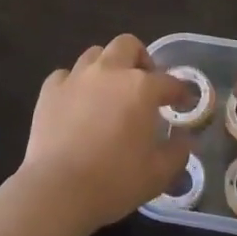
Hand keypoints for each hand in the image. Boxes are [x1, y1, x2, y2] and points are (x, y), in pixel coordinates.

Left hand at [21, 34, 192, 233]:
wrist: (58, 190)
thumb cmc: (115, 181)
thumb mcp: (159, 173)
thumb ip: (178, 151)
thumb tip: (186, 139)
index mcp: (141, 88)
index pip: (169, 82)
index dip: (180, 92)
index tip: (184, 103)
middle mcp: (109, 72)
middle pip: (128, 45)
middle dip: (140, 59)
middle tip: (144, 84)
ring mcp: (76, 78)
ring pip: (95, 54)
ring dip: (107, 67)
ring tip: (109, 91)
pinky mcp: (50, 90)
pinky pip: (65, 75)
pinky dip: (74, 84)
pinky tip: (76, 103)